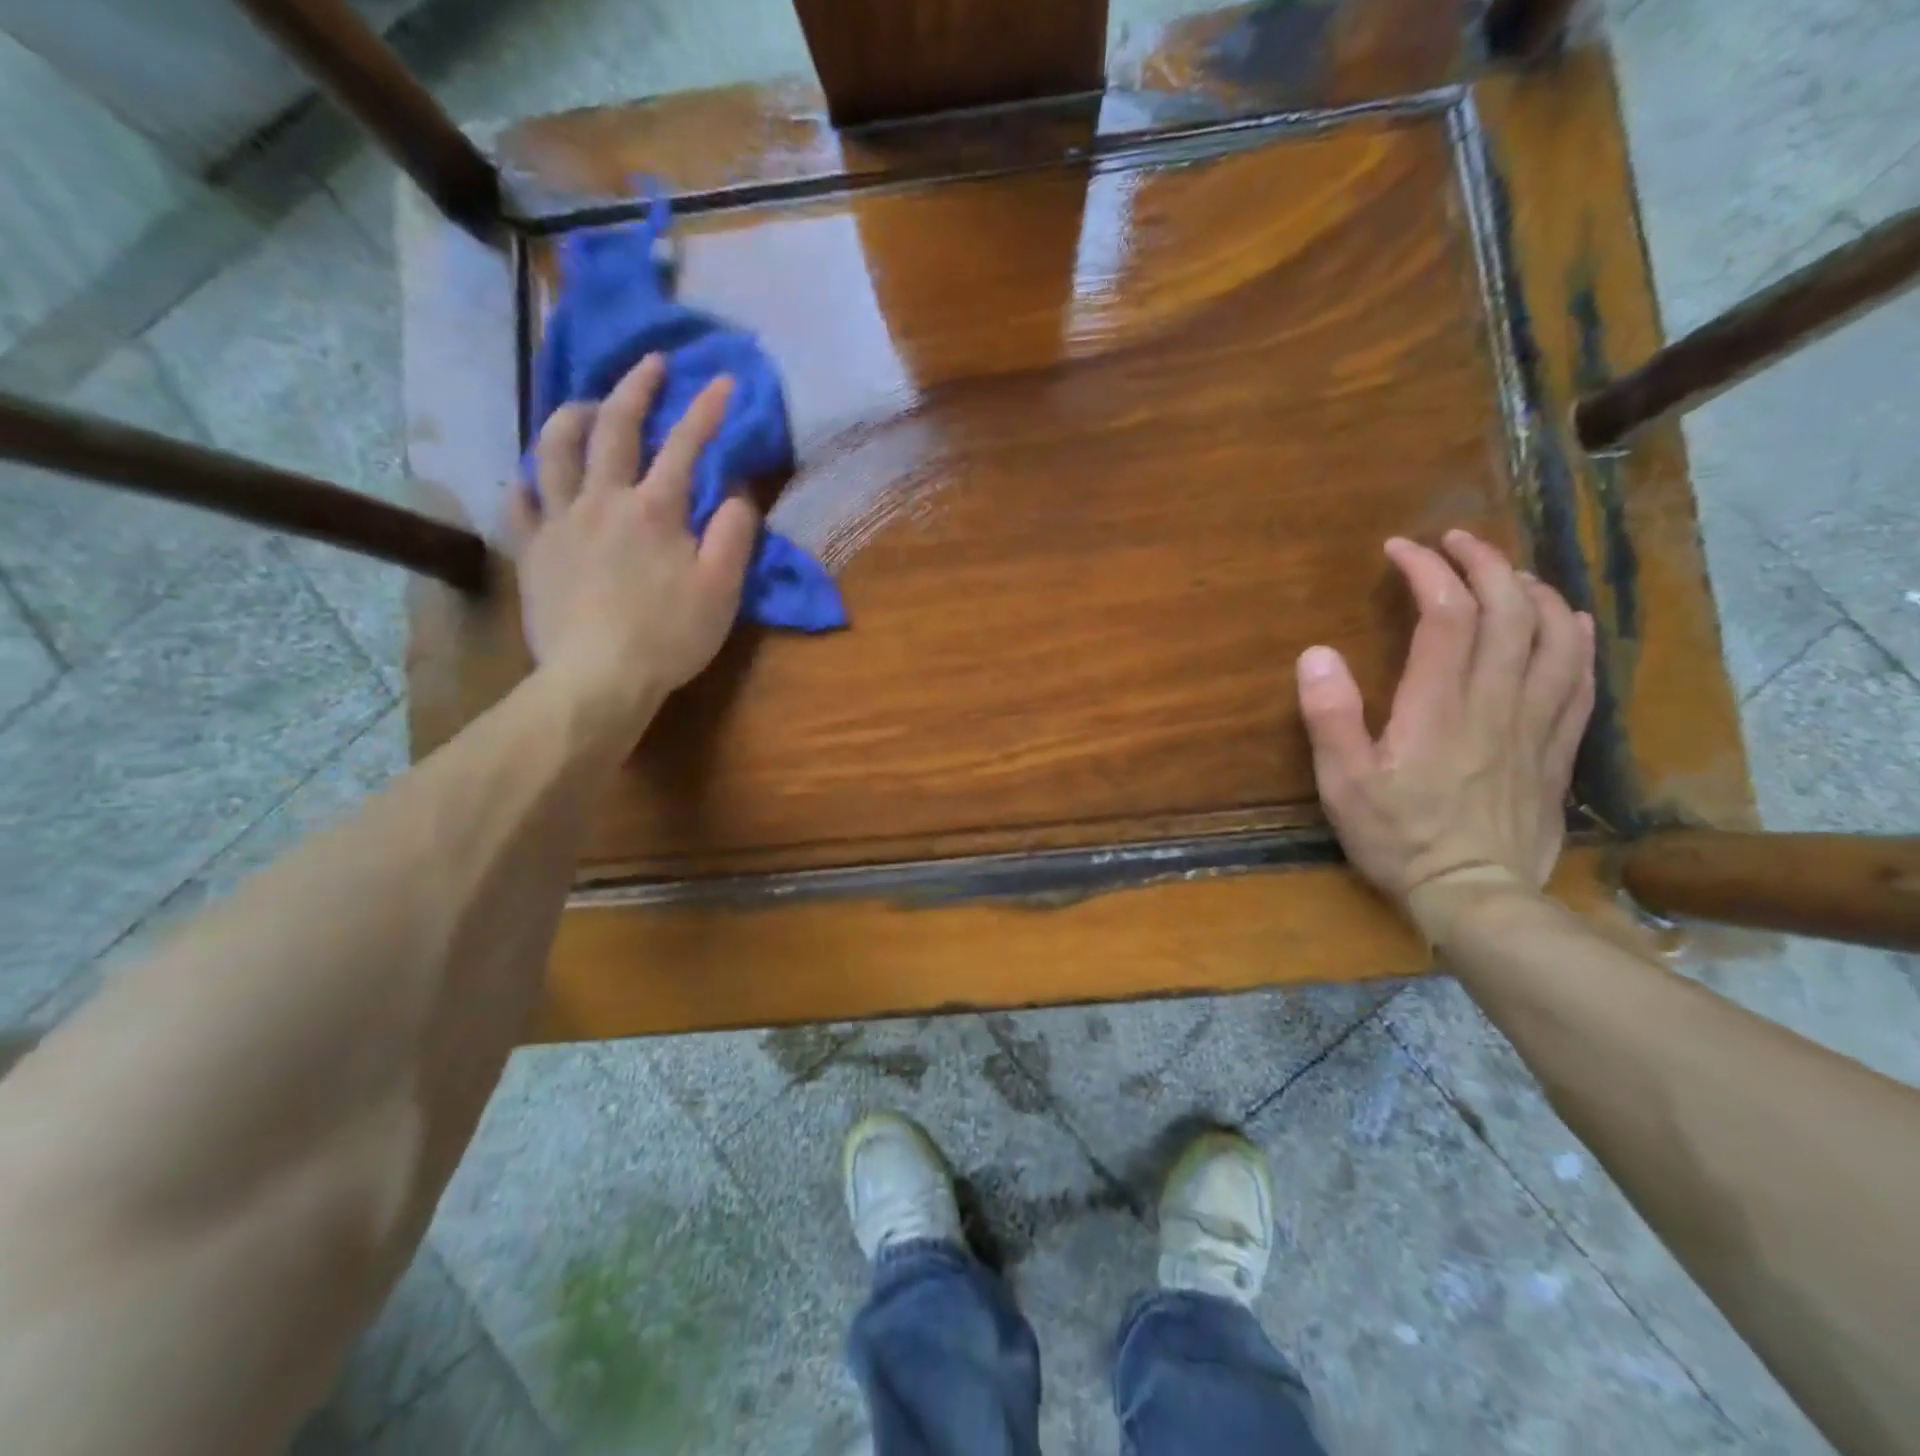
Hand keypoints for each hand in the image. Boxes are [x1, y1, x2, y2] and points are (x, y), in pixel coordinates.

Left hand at [510, 354, 759, 741]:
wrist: (598, 678)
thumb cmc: (670, 636)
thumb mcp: (722, 589)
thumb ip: (734, 535)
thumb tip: (738, 493)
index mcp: (655, 509)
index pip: (685, 445)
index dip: (706, 409)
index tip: (722, 379)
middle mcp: (603, 500)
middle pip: (615, 428)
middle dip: (636, 389)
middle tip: (650, 365)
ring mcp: (560, 522)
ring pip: (555, 450)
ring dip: (571, 417)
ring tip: (585, 406)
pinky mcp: (532, 551)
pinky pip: (520, 501)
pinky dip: (528, 480)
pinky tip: (533, 476)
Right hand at [1296, 530, 1594, 924]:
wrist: (1475, 895)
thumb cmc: (1398, 837)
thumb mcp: (1342, 783)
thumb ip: (1330, 716)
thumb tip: (1317, 652)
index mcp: (1438, 707)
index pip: (1446, 615)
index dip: (1428, 571)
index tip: (1401, 550)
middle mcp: (1494, 702)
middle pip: (1508, 612)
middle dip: (1484, 563)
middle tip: (1454, 541)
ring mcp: (1534, 724)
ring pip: (1552, 637)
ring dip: (1531, 591)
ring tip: (1506, 573)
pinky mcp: (1555, 748)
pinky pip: (1579, 679)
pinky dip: (1574, 639)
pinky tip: (1565, 622)